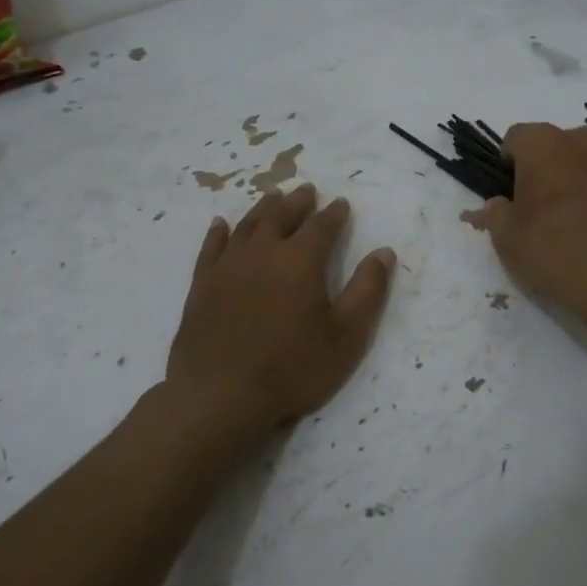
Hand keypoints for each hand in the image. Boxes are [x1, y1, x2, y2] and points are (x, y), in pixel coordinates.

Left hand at [166, 184, 395, 457]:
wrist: (220, 394)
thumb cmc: (292, 368)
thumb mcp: (346, 335)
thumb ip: (367, 290)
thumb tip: (384, 252)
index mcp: (301, 260)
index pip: (322, 226)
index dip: (334, 214)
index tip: (341, 203)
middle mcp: (263, 252)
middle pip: (282, 215)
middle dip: (298, 202)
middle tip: (307, 190)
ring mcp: (228, 265)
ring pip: (248, 225)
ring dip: (263, 208)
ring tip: (273, 196)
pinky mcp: (202, 284)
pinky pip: (212, 247)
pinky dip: (219, 232)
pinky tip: (221, 224)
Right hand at [464, 123, 586, 314]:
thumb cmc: (556, 250)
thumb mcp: (508, 241)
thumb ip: (496, 216)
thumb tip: (497, 204)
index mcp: (543, 145)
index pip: (516, 137)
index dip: (510, 163)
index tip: (511, 193)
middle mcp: (584, 141)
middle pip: (559, 146)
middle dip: (550, 170)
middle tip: (544, 211)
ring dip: (584, 183)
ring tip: (582, 225)